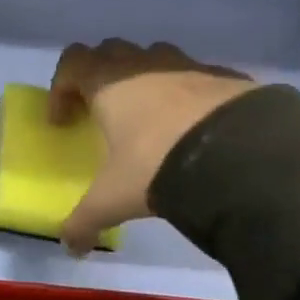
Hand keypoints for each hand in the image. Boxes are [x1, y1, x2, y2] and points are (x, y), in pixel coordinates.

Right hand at [49, 40, 257, 254]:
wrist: (239, 154)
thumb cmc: (157, 165)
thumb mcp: (113, 199)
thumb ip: (85, 221)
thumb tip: (71, 248)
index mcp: (109, 83)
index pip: (72, 63)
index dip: (60, 88)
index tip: (64, 121)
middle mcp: (145, 66)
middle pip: (110, 51)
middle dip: (100, 77)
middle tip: (101, 113)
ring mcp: (188, 66)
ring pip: (154, 57)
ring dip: (143, 80)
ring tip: (149, 119)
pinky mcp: (225, 77)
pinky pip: (196, 77)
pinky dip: (186, 95)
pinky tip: (193, 128)